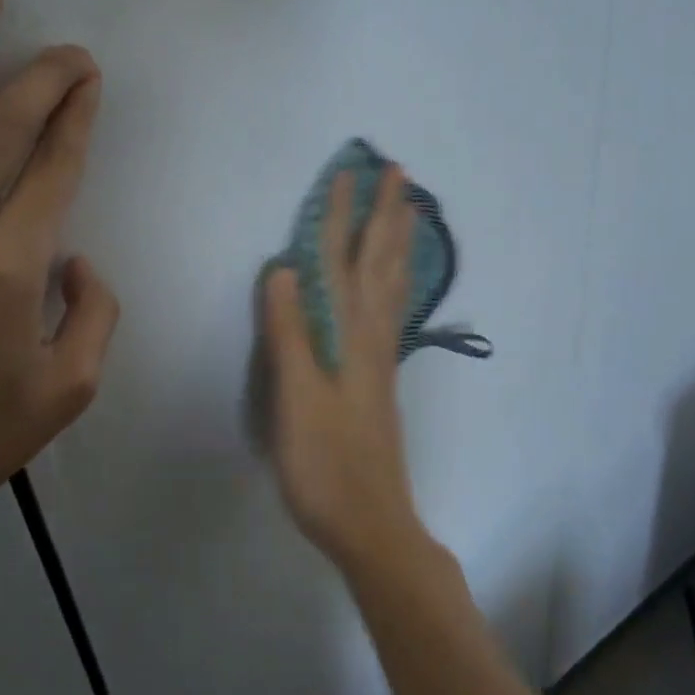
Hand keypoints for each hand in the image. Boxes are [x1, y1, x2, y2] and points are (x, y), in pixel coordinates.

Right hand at [262, 167, 429, 574]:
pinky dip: (399, 278)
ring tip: (411, 210)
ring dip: (399, 241)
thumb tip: (284, 268)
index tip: (347, 172)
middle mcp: (373, 335)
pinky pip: (394, 308)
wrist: (370, 522)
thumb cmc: (325, 465)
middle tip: (399, 172)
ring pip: (395, 283)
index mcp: (350, 335)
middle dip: (387, 213)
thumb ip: (289, 334)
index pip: (342, 261)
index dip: (341, 216)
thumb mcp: (296, 400)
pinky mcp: (381, 376)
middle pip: (381, 261)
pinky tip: (398, 280)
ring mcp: (382, 356)